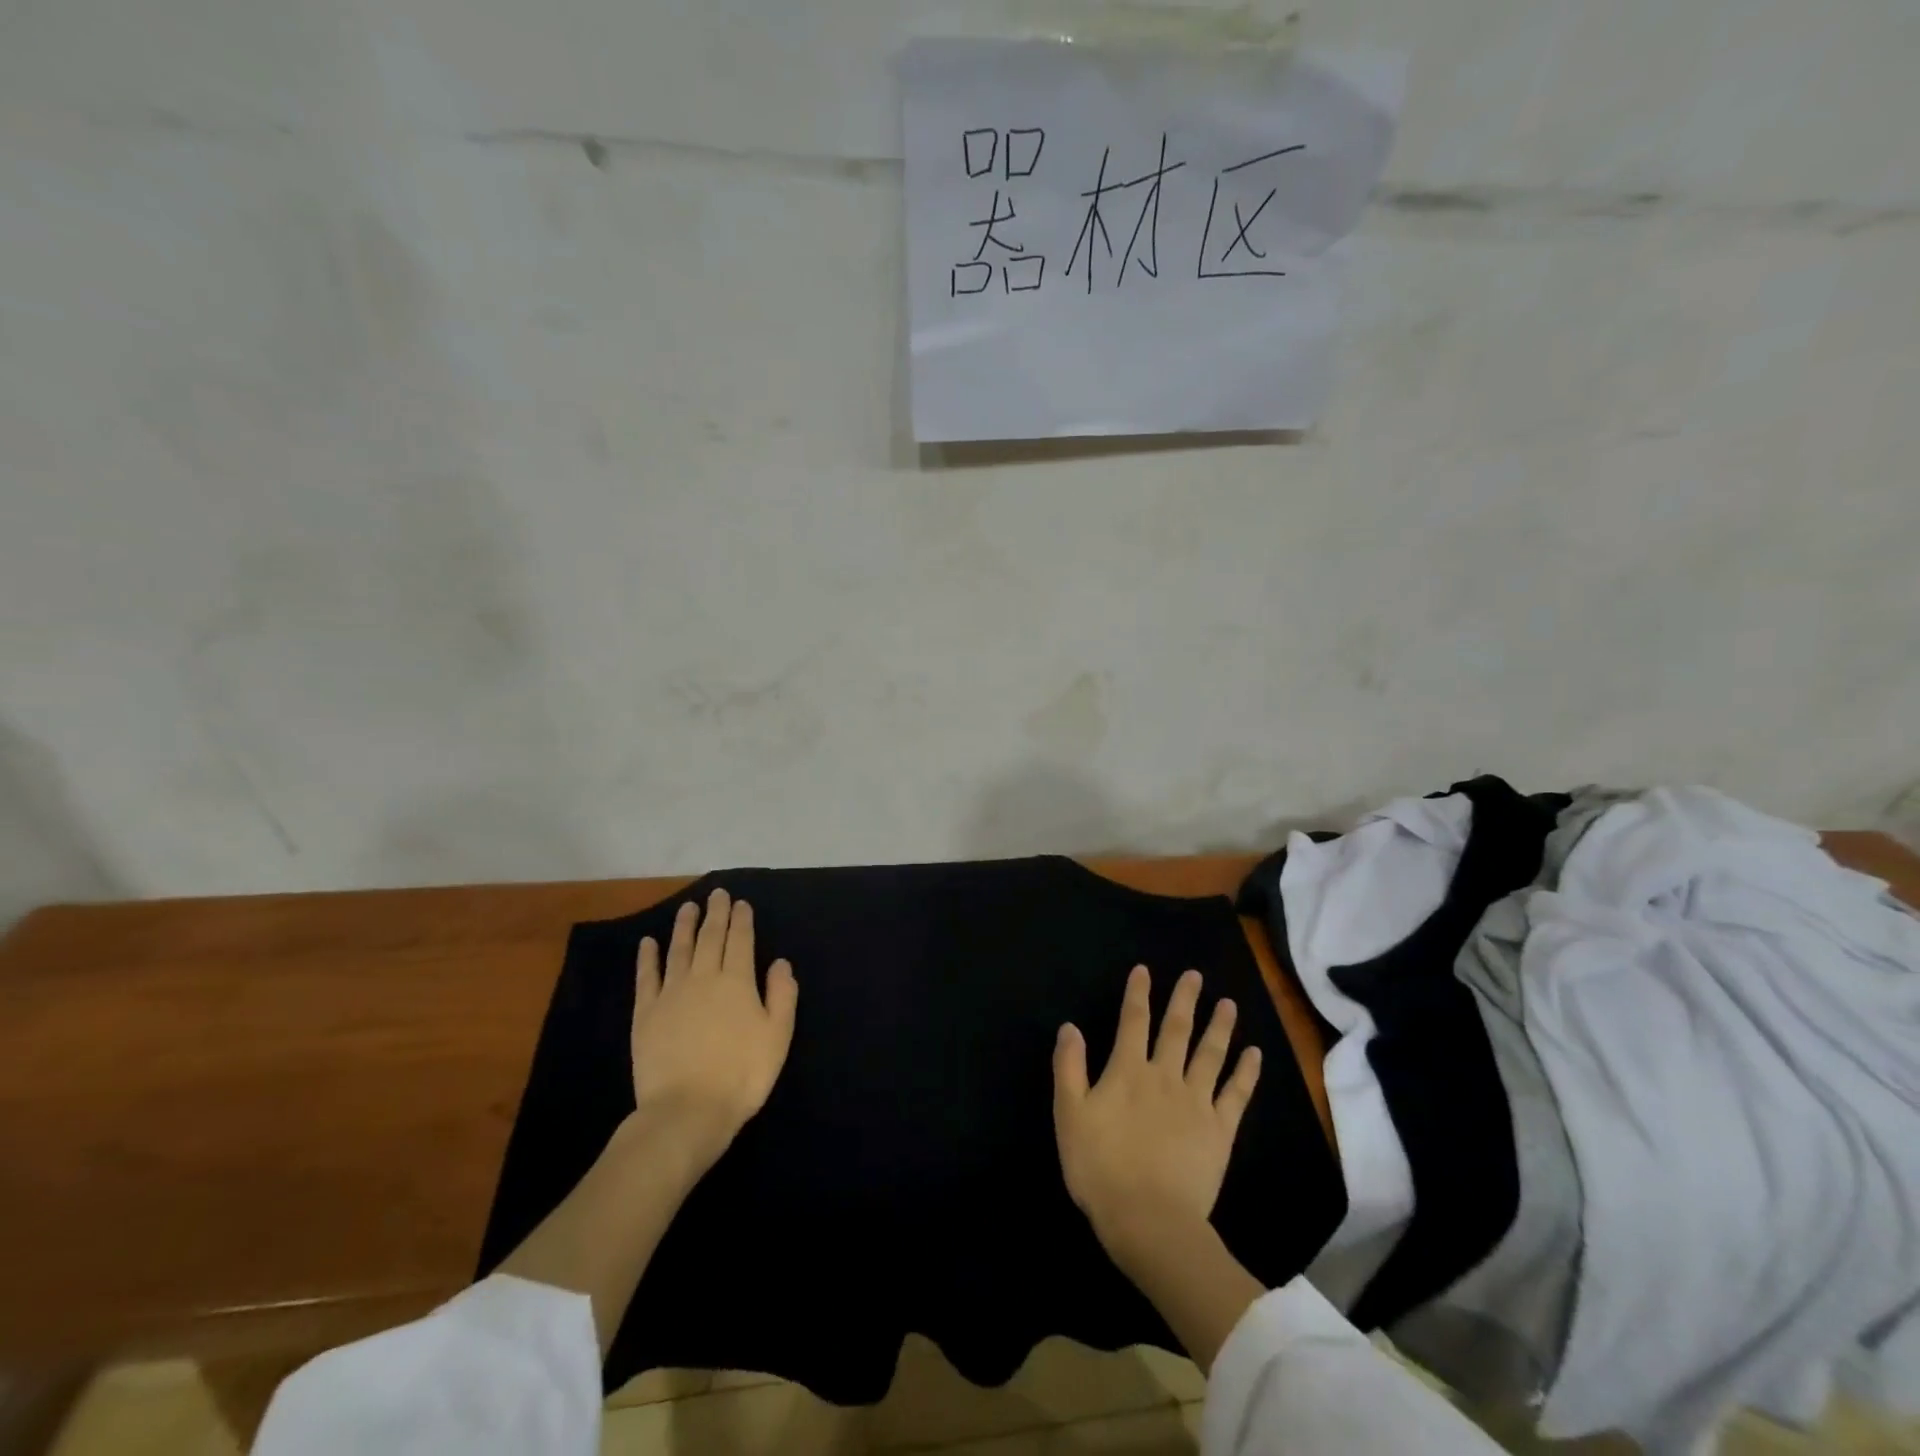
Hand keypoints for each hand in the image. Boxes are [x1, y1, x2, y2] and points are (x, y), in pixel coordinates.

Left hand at [630, 888, 797, 1169]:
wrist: (687, 1110)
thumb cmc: (742, 1075)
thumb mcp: (777, 1036)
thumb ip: (782, 995)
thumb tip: (780, 961)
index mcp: (738, 982)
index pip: (741, 941)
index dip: (741, 920)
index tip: (740, 903)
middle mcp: (704, 978)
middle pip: (710, 938)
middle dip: (716, 914)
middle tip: (717, 893)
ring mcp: (671, 993)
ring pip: (679, 949)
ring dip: (684, 926)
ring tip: (687, 907)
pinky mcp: (646, 1013)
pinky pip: (647, 977)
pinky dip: (648, 957)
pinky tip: (648, 942)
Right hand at [1053, 965, 1261, 1264]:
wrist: (1148, 1219)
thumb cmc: (1100, 1167)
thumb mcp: (1070, 1115)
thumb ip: (1069, 1068)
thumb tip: (1070, 1027)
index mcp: (1128, 1071)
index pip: (1133, 1021)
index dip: (1138, 993)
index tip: (1145, 970)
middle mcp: (1164, 1076)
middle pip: (1176, 1029)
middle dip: (1184, 999)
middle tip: (1195, 975)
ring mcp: (1196, 1102)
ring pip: (1210, 1054)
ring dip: (1219, 1026)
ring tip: (1228, 1003)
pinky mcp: (1220, 1130)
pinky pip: (1236, 1094)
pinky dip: (1246, 1072)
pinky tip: (1254, 1053)